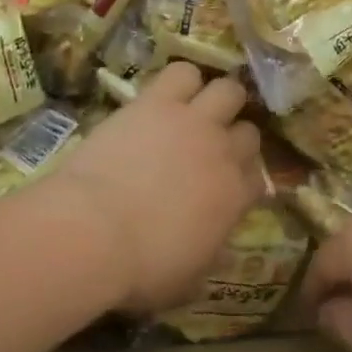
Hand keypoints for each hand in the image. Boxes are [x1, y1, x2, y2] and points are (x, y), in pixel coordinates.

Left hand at [45, 62, 264, 314]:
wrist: (93, 232)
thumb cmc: (139, 269)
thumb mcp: (186, 279)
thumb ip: (210, 254)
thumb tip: (217, 245)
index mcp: (235, 198)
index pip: (258, 178)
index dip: (243, 180)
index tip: (228, 186)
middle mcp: (223, 152)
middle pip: (249, 131)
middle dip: (235, 137)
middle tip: (212, 147)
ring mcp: (193, 121)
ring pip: (228, 90)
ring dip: (218, 99)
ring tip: (199, 109)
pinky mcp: (158, 101)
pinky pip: (183, 71)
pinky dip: (181, 80)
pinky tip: (169, 93)